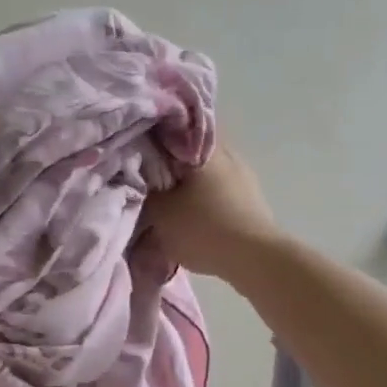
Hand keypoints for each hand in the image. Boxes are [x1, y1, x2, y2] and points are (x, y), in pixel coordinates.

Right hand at [144, 141, 280, 283]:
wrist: (253, 258)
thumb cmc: (202, 227)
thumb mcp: (159, 212)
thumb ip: (142, 191)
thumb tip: (137, 178)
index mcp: (202, 147)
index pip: (169, 128)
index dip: (148, 140)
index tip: (133, 154)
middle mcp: (226, 152)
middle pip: (188, 152)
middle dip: (168, 165)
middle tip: (147, 182)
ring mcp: (243, 174)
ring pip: (204, 172)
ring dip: (187, 184)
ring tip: (168, 202)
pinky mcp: (251, 197)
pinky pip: (218, 189)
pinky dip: (203, 198)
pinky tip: (193, 214)